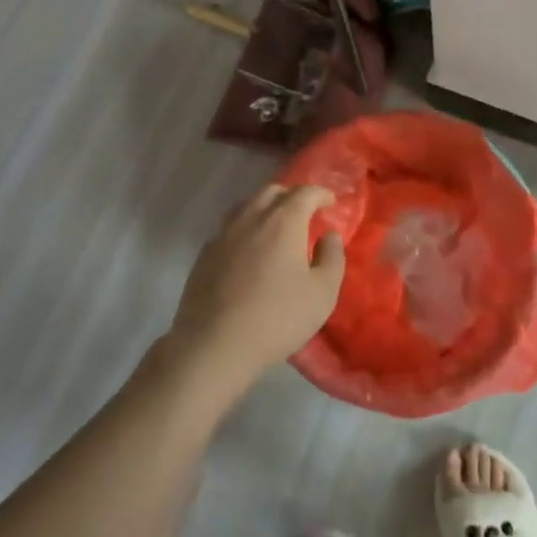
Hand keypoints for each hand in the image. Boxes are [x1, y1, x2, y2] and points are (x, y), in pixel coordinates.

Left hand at [167, 184, 346, 391]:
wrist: (214, 345)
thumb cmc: (277, 317)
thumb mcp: (322, 293)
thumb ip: (332, 258)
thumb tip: (329, 235)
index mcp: (283, 221)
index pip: (304, 193)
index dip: (320, 193)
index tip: (330, 201)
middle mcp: (251, 218)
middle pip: (272, 191)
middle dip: (291, 195)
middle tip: (304, 211)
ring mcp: (223, 234)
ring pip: (246, 206)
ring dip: (265, 208)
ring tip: (275, 226)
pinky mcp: (204, 254)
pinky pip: (229, 228)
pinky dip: (245, 229)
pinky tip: (248, 250)